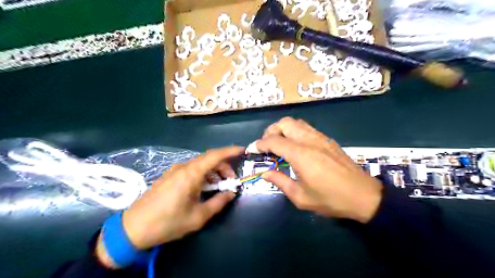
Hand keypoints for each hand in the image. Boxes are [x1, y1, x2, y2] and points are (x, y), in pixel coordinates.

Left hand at [95, 146, 242, 267]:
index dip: (230, 151)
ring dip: (213, 172)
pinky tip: (204, 187)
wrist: (134, 228)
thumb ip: (218, 202)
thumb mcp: (198, 216)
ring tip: (219, 186)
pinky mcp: (170, 176)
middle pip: (209, 160)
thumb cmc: (169, 222)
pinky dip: (203, 175)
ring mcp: (175, 170)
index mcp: (191, 174)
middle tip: (231, 180)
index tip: (242, 150)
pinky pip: (191, 170)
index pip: (215, 155)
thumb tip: (231, 193)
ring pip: (200, 165)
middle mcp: (183, 167)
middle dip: (223, 167)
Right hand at [257, 117, 383, 222]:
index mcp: (301, 154)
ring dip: (283, 129)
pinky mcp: (328, 140)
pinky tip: (295, 146)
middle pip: (285, 123)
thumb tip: (264, 173)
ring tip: (279, 144)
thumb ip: (279, 181)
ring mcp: (320, 138)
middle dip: (271, 131)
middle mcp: (309, 140)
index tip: (252, 149)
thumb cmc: (330, 199)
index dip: (260, 144)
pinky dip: (295, 131)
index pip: (274, 141)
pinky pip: (306, 128)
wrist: (363, 196)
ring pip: (296, 122)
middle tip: (267, 146)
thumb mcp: (300, 196)